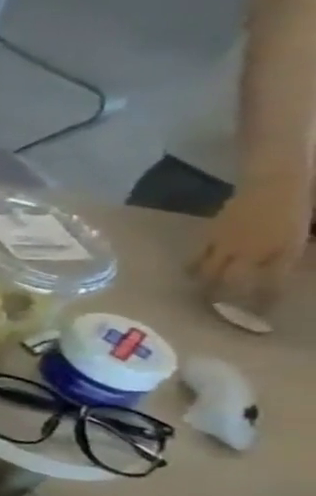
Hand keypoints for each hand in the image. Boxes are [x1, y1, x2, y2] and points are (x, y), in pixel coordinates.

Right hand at [190, 171, 312, 311]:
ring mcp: (228, 244)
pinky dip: (195, 267)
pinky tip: (192, 273)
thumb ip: (294, 250)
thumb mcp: (305, 231)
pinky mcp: (212, 235)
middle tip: (221, 311)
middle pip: (233, 283)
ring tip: (201, 296)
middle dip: (227, 300)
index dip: (263, 303)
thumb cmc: (300, 202)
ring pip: (209, 272)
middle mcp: (252, 253)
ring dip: (206, 286)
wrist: (277, 178)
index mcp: (283, 252)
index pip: (270, 286)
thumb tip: (286, 267)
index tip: (260, 318)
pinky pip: (199, 256)